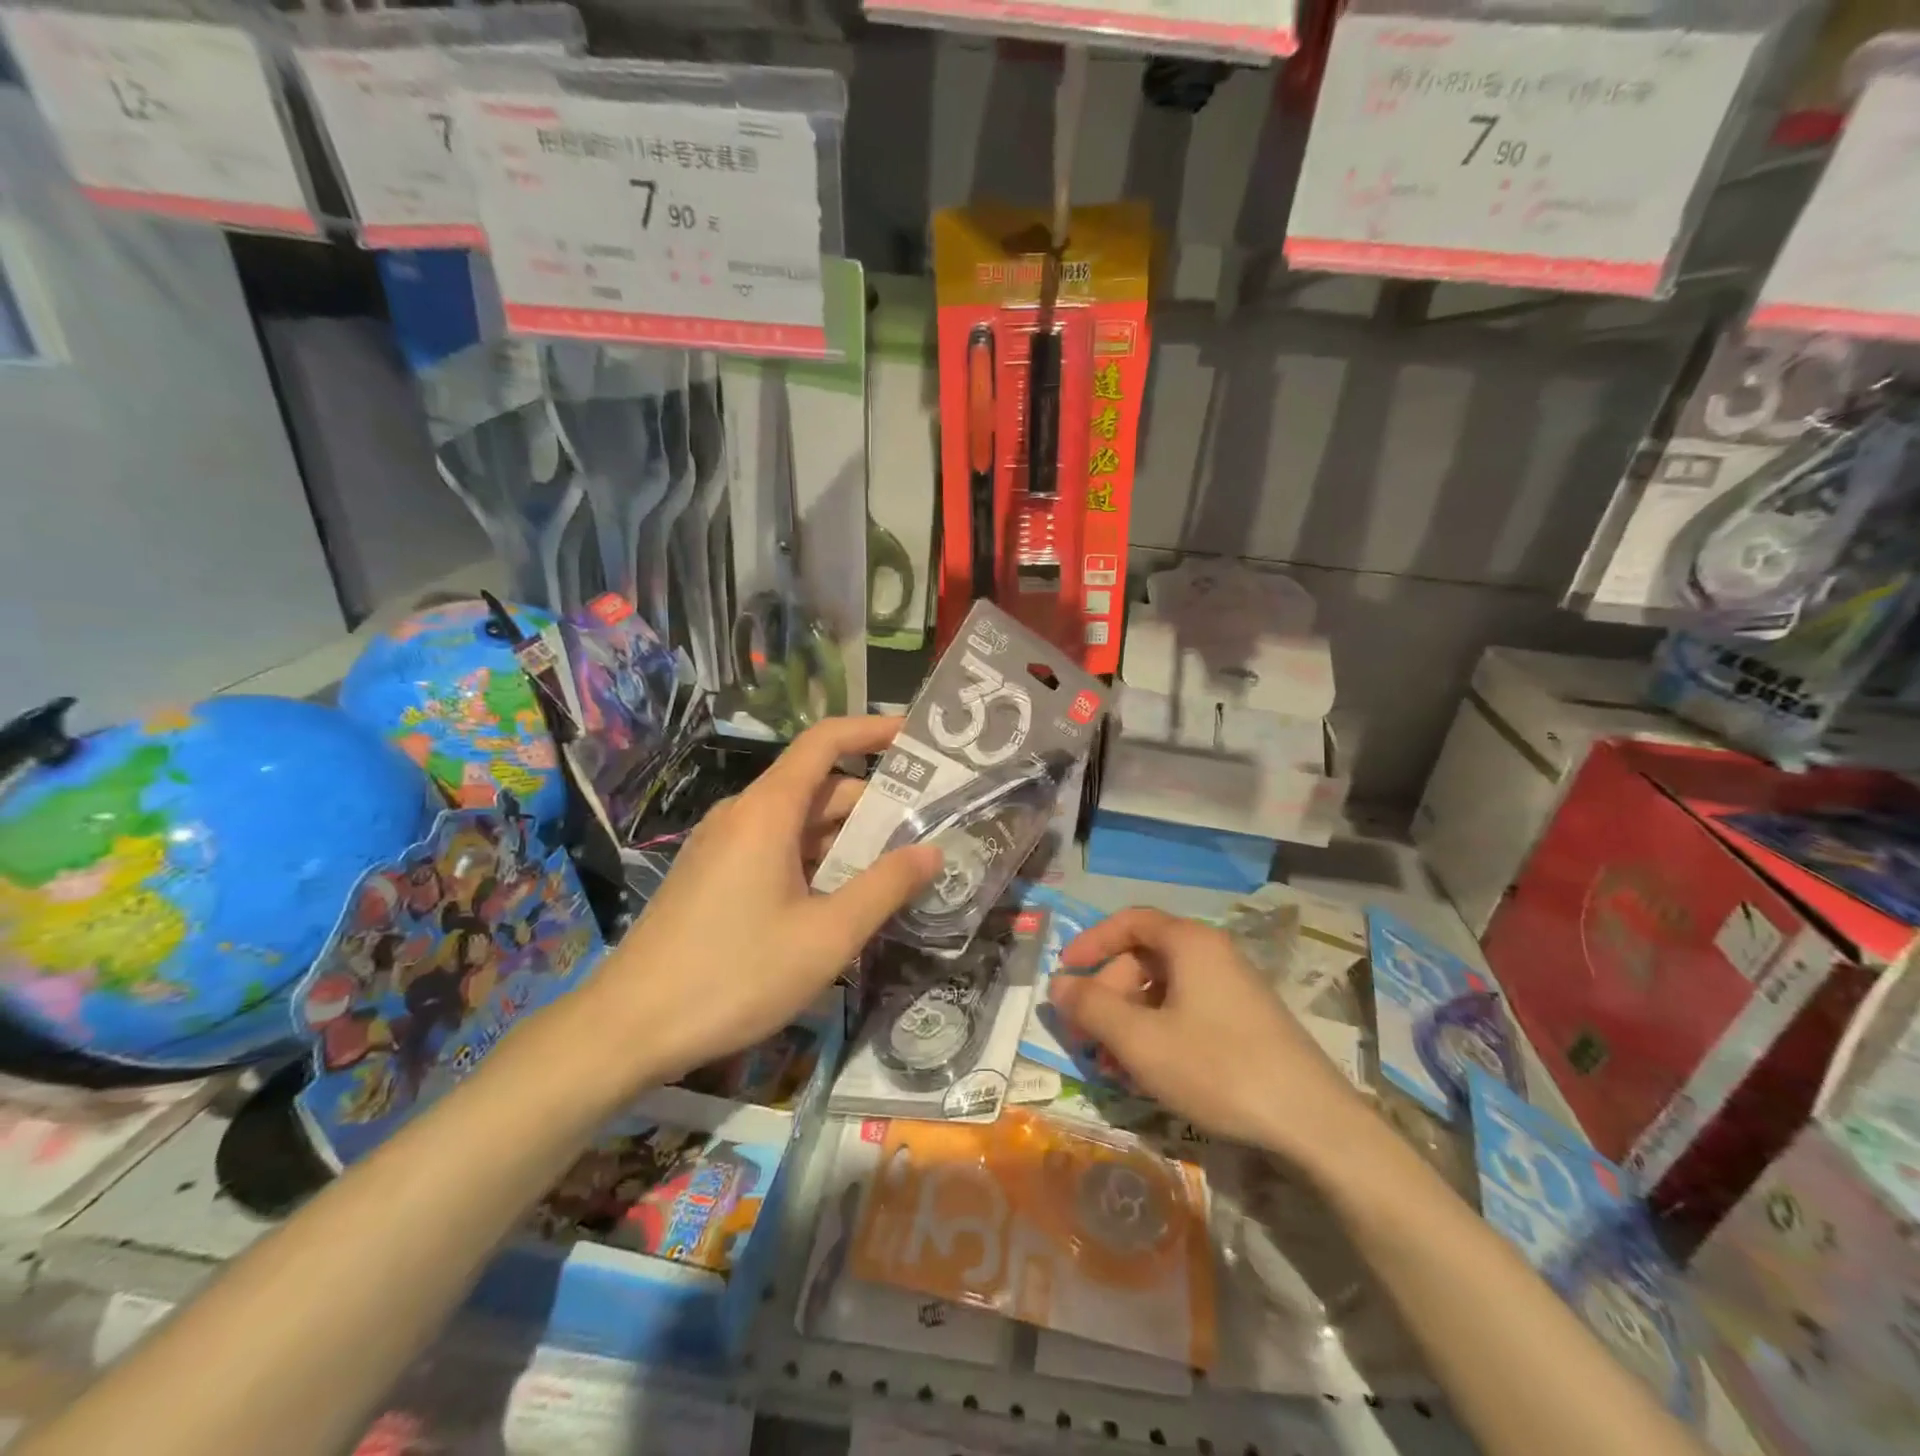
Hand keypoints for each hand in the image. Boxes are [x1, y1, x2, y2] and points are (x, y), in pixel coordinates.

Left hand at [586, 716, 940, 1087]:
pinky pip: (775, 849)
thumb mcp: (827, 936)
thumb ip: (885, 887)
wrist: (628, 1028)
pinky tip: (842, 898)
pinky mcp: (713, 876)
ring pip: (798, 823)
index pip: (825, 742)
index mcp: (768, 810)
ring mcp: (723, 845)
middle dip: (874, 803)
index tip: (917, 738)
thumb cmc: (736, 975)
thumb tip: (933, 852)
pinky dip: (816, 860)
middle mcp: (743, 814)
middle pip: (818, 787)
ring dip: (846, 839)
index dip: (872, 731)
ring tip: (897, 867)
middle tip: (928, 828)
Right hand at [1049, 908, 1366, 1158]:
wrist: (1313, 1124)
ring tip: (1111, 1067)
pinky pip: (1188, 1014)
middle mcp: (1213, 955)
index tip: (1066, 971)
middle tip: (1085, 1039)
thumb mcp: (1141, 1040)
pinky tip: (1147, 1075)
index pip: (1130, 922)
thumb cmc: (1217, 1067)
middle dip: (1107, 996)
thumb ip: (1092, 1007)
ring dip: (1129, 1022)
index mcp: (1190, 943)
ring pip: (1164, 992)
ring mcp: (1234, 990)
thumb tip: (1057, 984)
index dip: (1092, 942)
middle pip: (1144, 960)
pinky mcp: (1246, 1024)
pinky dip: (1158, 1035)